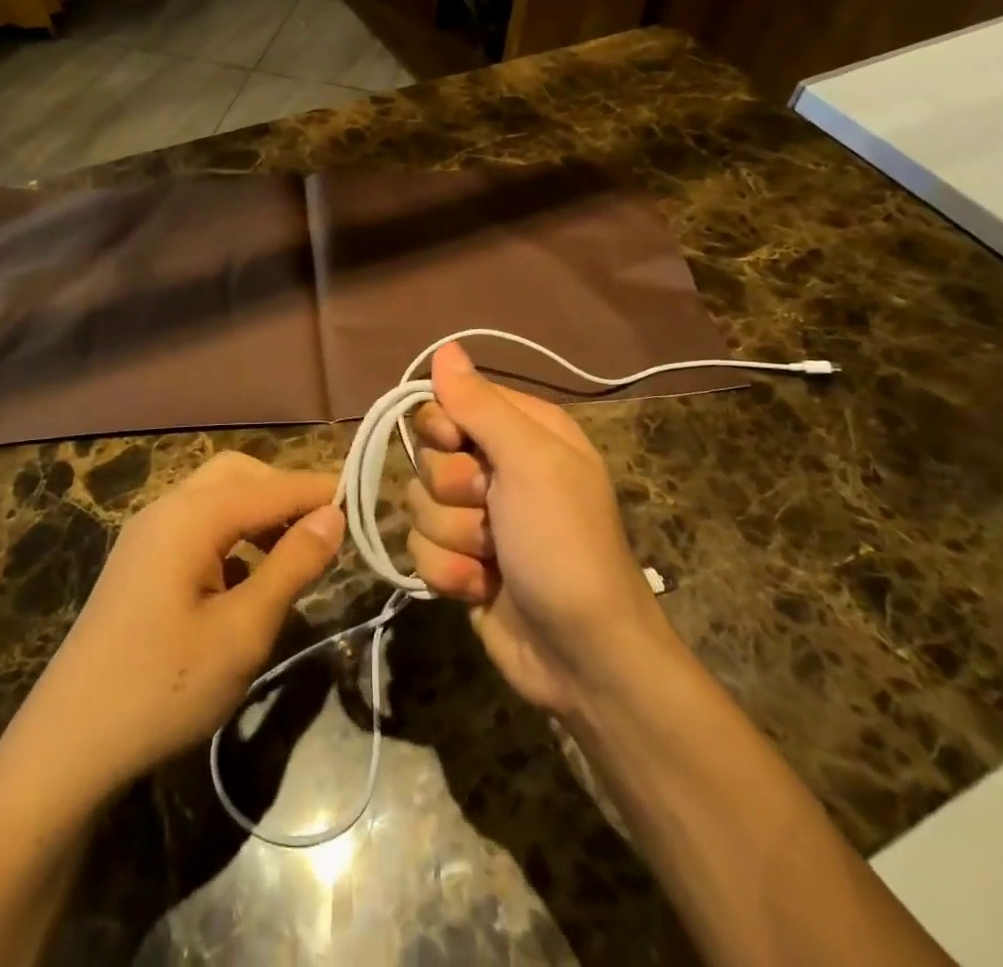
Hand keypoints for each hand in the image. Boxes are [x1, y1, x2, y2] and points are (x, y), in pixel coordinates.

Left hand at [19, 452, 344, 794]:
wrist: (67, 746)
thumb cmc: (164, 687)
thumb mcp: (243, 631)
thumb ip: (292, 565)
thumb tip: (333, 515)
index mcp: (191, 516)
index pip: (272, 487)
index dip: (320, 490)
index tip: (365, 499)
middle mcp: (167, 508)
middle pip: (239, 475)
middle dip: (285, 491)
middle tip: (327, 527)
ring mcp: (147, 534)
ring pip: (216, 496)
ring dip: (259, 510)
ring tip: (296, 548)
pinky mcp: (139, 561)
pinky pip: (197, 524)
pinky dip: (233, 532)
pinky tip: (247, 573)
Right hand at [408, 343, 672, 715]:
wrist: (582, 655)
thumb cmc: (563, 543)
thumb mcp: (529, 462)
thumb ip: (480, 404)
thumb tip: (445, 347)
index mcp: (523, 431)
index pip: (451, 401)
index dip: (442, 425)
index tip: (456, 445)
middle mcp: (498, 467)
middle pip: (429, 454)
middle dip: (452, 490)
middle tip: (491, 509)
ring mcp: (478, 517)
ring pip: (420, 503)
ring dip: (453, 536)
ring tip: (493, 558)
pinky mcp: (461, 561)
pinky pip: (420, 549)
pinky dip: (449, 572)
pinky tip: (482, 588)